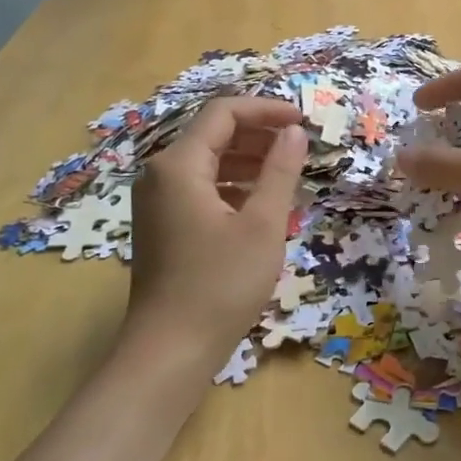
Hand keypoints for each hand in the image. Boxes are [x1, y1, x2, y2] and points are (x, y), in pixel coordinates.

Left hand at [125, 96, 307, 360]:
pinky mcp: (162, 225)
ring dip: (248, 161)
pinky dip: (232, 187)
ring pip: (207, 162)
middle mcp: (160, 175)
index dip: (266, 109)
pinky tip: (261, 205)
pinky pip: (200, 188)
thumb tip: (294, 132)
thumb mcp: (263, 224)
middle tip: (299, 147)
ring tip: (288, 175)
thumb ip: (280, 170)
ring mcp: (157, 202)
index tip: (303, 121)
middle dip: (258, 134)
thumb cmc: (221, 284)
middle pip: (213, 134)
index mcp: (178, 165)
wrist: (170, 351)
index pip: (224, 113)